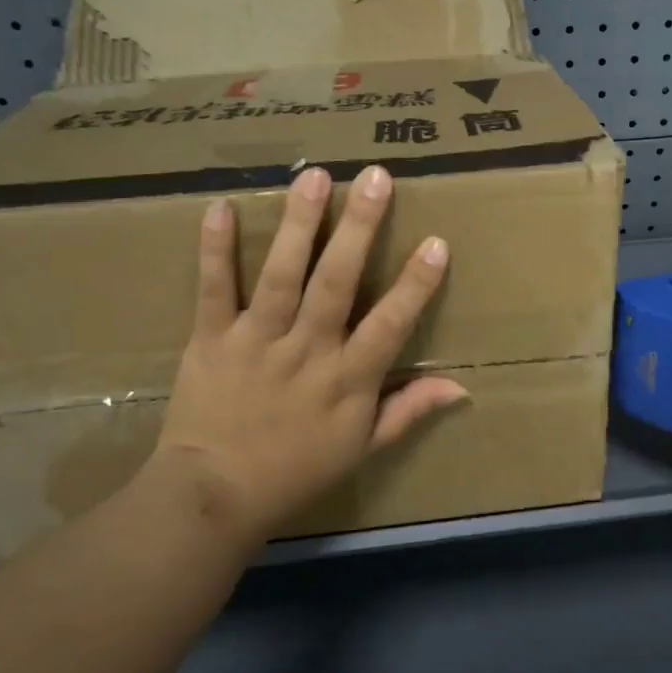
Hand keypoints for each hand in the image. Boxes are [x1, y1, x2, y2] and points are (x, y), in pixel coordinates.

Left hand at [148, 165, 465, 543]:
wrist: (214, 496)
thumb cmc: (297, 471)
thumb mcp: (363, 448)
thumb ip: (409, 410)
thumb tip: (461, 387)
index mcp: (347, 379)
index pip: (390, 324)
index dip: (416, 285)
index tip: (436, 242)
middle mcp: (307, 351)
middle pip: (336, 283)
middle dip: (359, 229)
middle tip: (375, 179)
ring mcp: (257, 341)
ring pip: (282, 275)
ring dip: (299, 224)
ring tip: (314, 176)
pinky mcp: (211, 339)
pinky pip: (213, 289)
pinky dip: (215, 249)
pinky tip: (221, 206)